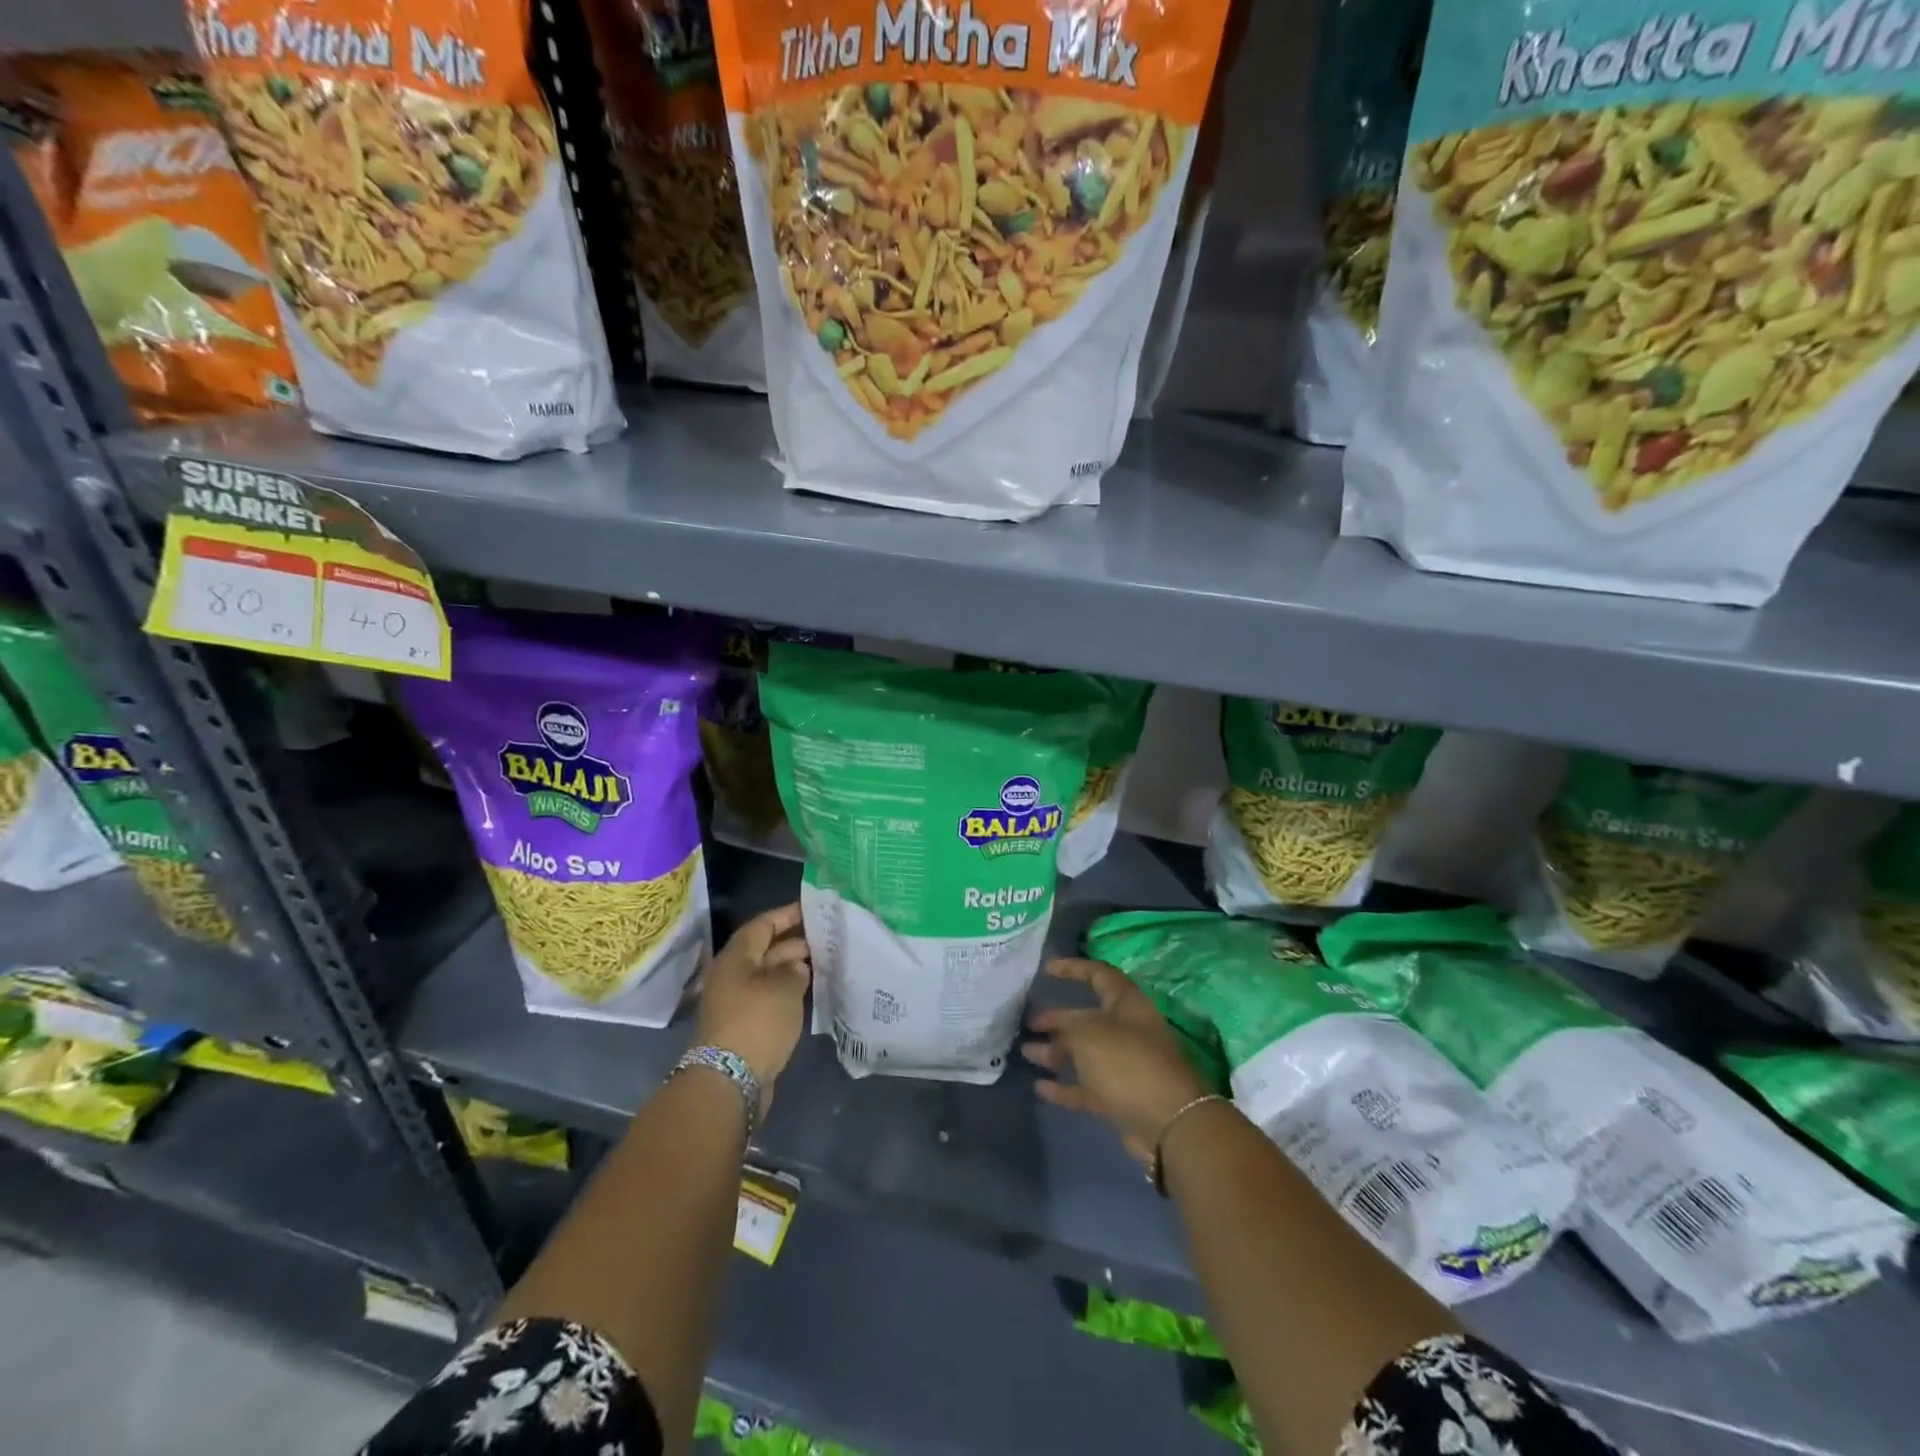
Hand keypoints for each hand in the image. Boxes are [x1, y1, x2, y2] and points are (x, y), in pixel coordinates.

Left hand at [694, 902, 811, 1106]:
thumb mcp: (785, 988)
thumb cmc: (757, 1022)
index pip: (762, 925)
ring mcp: (736, 1002)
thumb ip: (795, 970)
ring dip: (792, 968)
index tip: (813, 909)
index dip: (787, 915)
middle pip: (765, 950)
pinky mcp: (743, 1025)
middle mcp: (732, 975)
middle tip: (826, 937)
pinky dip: (788, 992)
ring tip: (824, 962)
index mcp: (736, 958)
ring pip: (768, 975)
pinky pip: (768, 998)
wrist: (730, 1080)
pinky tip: (810, 992)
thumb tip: (796, 966)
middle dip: (794, 942)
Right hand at [1022, 957, 1211, 1167]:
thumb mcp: (1088, 1034)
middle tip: (1029, 1022)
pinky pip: (1086, 1087)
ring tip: (1026, 1052)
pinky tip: (1040, 1087)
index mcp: (1126, 1003)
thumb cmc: (1127, 1063)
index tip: (1046, 968)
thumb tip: (1059, 1035)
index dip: (1073, 968)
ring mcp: (1125, 1065)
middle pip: (1087, 1017)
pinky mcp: (1120, 1097)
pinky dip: (1065, 1087)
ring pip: (1085, 1054)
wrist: (1168, 1123)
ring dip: (1056, 1052)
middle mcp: (1127, 1030)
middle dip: (1057, 1018)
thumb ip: (1068, 1028)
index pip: (1098, 974)